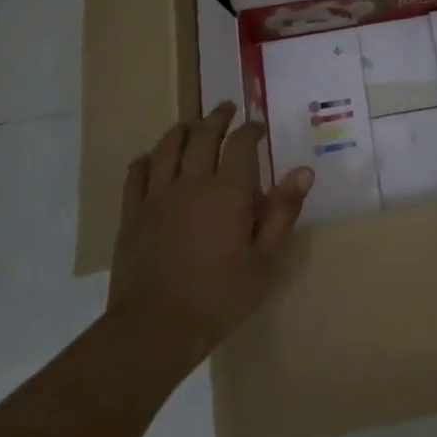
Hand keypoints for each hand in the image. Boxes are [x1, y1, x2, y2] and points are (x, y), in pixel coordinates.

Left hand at [106, 103, 312, 375]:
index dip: (251, 129)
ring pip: (167, 147)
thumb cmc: (220, 296)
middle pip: (202, 135)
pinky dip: (148, 158)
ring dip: (183, 130)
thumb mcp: (265, 261)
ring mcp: (156, 196)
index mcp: (227, 192)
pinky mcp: (132, 213)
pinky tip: (152, 158)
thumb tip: (303, 171)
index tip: (259, 126)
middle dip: (217, 118)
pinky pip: (137, 173)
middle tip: (227, 109)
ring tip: (193, 125)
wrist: (156, 328)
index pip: (240, 144)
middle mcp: (190, 183)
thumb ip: (283, 212)